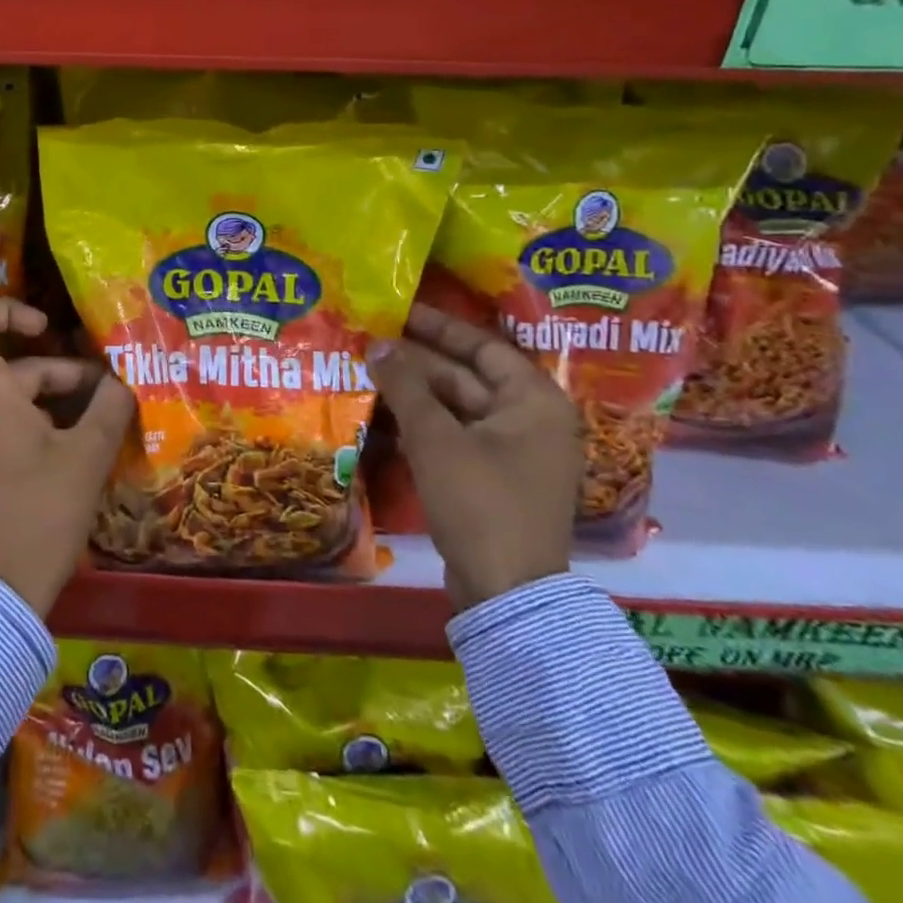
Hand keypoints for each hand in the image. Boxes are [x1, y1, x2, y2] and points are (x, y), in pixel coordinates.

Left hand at [0, 298, 135, 616]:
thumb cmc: (41, 512)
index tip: (47, 330)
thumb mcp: (87, 455)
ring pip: (1, 391)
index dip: (10, 309)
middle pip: (4, 361)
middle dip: (56, 371)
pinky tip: (66, 443)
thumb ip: (110, 405)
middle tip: (102, 392)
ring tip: (94, 419)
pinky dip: (25, 418)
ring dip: (46, 397)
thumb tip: (122, 378)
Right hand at [367, 304, 582, 611]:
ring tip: (369, 371)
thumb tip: (379, 344)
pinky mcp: (492, 479)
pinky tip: (384, 413)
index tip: (400, 310)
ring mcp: (512, 453)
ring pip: (457, 408)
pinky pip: (455, 436)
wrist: (506, 592)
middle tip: (372, 340)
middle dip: (418, 360)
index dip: (440, 327)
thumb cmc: (479, 502)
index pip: (483, 347)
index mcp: (533, 402)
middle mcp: (530, 421)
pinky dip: (423, 423)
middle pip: (467, 376)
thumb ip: (406, 386)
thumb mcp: (436, 438)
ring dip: (415, 392)